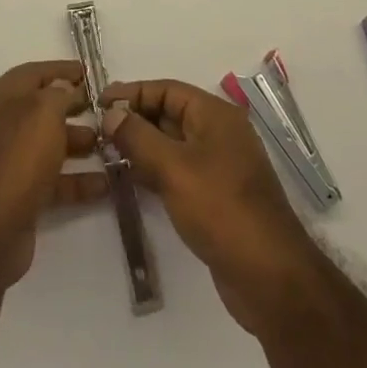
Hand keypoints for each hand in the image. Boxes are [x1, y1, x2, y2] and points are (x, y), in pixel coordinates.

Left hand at [0, 61, 108, 290]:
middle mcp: (4, 125)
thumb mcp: (42, 112)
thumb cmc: (17, 157)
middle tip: (105, 109)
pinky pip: (54, 181)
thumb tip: (64, 88)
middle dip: (74, 107)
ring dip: (80, 143)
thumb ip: (58, 94)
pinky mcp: (21, 196)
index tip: (90, 73)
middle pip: (43, 109)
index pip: (34, 73)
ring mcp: (11, 162)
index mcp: (2, 97)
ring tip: (111, 145)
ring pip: (50, 145)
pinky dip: (78, 181)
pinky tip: (106, 184)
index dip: (61, 70)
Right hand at [103, 78, 323, 335]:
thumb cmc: (221, 209)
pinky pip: (179, 170)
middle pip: (169, 114)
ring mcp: (219, 166)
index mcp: (215, 115)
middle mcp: (219, 133)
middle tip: (97, 129)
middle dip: (134, 119)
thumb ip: (138, 137)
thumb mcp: (173, 168)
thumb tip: (110, 114)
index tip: (98, 102)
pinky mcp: (216, 196)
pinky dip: (155, 170)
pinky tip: (131, 179)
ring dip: (142, 146)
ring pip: (172, 144)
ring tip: (106, 153)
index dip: (132, 93)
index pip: (167, 90)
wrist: (269, 277)